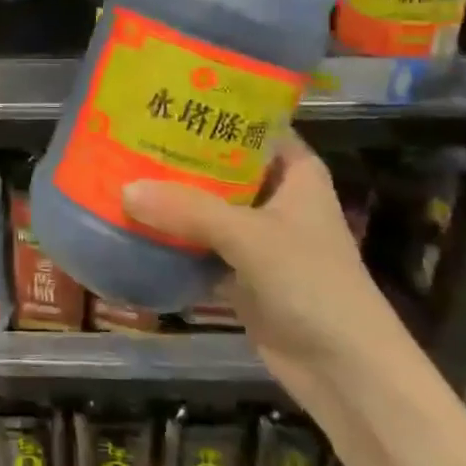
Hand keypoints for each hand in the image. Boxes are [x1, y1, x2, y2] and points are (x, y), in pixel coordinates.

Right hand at [122, 137, 411, 384]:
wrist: (345, 372)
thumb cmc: (312, 283)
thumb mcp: (250, 236)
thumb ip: (188, 210)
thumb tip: (124, 190)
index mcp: (295, 170)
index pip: (251, 123)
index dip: (213, 108)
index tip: (166, 93)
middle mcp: (276, 195)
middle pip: (222, 163)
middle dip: (180, 152)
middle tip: (129, 131)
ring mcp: (258, 235)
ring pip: (207, 204)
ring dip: (172, 195)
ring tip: (120, 168)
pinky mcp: (241, 270)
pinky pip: (199, 242)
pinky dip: (172, 234)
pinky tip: (132, 219)